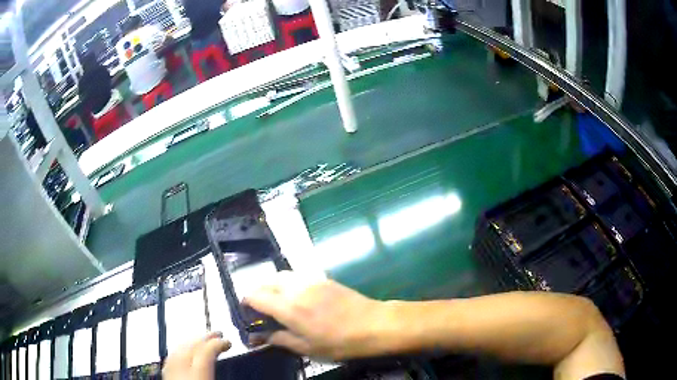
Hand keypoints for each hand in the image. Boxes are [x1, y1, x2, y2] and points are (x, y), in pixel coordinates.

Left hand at [162, 332, 230, 379]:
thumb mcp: (209, 378)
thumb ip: (215, 364)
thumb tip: (223, 352)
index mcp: (196, 369)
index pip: (207, 348)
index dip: (219, 342)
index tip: (228, 341)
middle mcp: (180, 364)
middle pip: (193, 344)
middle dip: (206, 337)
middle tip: (218, 334)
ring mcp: (170, 366)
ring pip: (182, 346)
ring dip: (195, 341)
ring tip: (204, 341)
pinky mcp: (166, 370)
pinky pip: (175, 354)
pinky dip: (184, 349)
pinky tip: (187, 351)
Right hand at [244, 271, 389, 359]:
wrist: (373, 324)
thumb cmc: (339, 342)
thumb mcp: (307, 348)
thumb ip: (280, 339)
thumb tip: (259, 338)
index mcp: (288, 307)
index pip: (256, 296)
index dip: (246, 302)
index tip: (246, 312)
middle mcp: (295, 289)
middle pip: (266, 282)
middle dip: (259, 293)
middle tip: (262, 310)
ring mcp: (311, 281)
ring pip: (282, 276)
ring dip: (273, 286)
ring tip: (279, 302)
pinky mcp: (323, 279)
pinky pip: (298, 276)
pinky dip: (289, 284)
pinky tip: (298, 298)